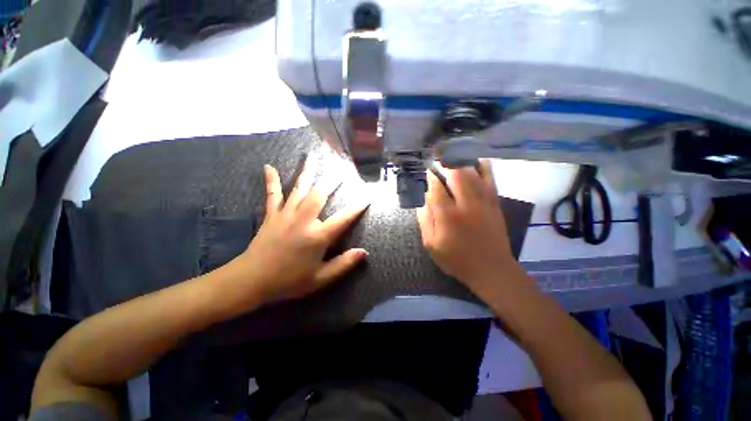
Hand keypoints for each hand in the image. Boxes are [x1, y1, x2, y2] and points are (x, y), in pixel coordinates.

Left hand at [230, 160, 367, 302]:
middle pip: (320, 195)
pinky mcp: (272, 215)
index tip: (366, 197)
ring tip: (313, 157)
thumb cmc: (289, 281)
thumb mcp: (320, 279)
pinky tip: (269, 167)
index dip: (357, 208)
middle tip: (340, 167)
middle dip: (332, 181)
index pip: (343, 218)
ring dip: (307, 172)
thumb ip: (343, 264)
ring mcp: (286, 215)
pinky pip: (273, 195)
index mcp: (318, 236)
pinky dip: (272, 180)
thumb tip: (363, 252)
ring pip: (299, 189)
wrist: (251, 280)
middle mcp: (304, 220)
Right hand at [417, 160, 529, 300]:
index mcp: (447, 215)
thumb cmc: (457, 260)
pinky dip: (483, 166)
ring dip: (461, 160)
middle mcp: (466, 203)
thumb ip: (425, 220)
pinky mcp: (494, 203)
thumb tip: (423, 199)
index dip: (429, 176)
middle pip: (456, 173)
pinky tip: (477, 159)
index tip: (425, 169)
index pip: (436, 187)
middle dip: (445, 161)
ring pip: (473, 172)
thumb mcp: (431, 245)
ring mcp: (483, 201)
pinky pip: (490, 178)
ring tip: (451, 152)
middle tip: (437, 155)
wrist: (492, 269)